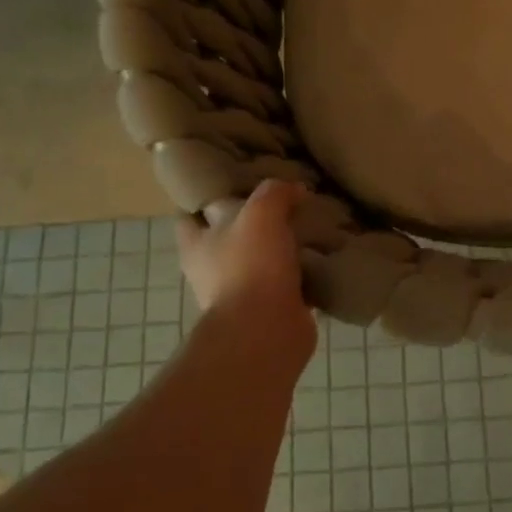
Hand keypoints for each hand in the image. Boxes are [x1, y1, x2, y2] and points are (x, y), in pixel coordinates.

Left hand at [176, 180, 314, 347]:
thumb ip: (275, 193)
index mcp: (196, 244)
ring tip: (308, 225)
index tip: (232, 181)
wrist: (268, 330)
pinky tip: (322, 256)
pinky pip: (286, 284)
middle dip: (251, 221)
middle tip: (281, 200)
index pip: (189, 214)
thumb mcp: (262, 213)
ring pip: (260, 260)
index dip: (206, 197)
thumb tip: (295, 189)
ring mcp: (240, 293)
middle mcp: (212, 269)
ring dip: (280, 248)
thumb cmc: (251, 266)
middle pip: (228, 237)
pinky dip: (301, 273)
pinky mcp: (269, 310)